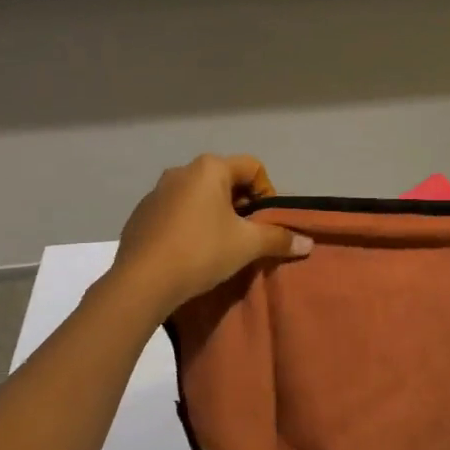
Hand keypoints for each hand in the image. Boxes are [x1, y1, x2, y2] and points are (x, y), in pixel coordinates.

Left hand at [110, 154, 312, 316]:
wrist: (142, 282)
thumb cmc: (201, 252)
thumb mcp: (246, 245)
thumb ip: (278, 238)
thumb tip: (308, 243)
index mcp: (209, 168)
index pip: (252, 167)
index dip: (267, 193)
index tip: (266, 222)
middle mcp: (181, 171)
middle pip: (225, 180)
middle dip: (241, 205)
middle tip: (247, 235)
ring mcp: (156, 192)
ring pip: (199, 197)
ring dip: (215, 215)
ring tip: (220, 246)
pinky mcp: (141, 214)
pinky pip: (176, 212)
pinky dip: (190, 225)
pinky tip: (191, 252)